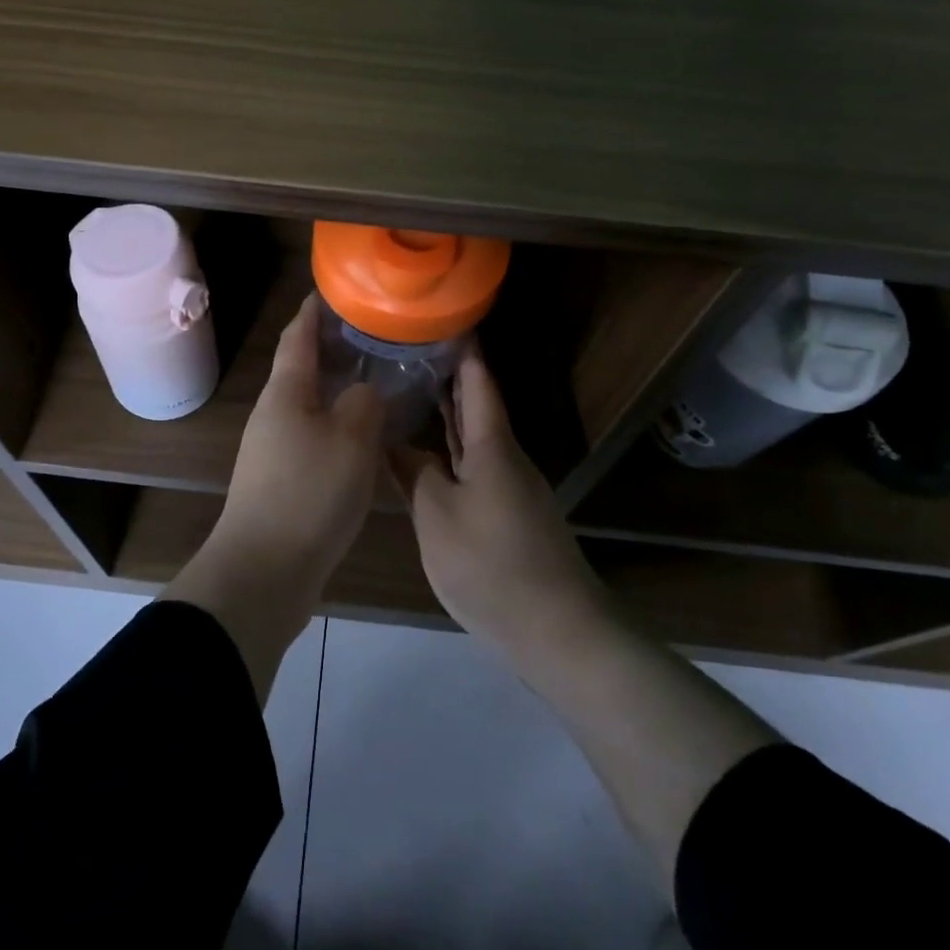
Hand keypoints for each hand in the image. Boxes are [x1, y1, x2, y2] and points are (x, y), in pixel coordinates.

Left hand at [164, 295, 382, 700]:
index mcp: (285, 394)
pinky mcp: (281, 482)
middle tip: (371, 336)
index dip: (313, 311)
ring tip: (375, 381)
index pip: (297, 337)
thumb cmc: (309, 494)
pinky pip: (313, 438)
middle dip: (331, 349)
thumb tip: (362, 392)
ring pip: (309, 406)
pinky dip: (337, 426)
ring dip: (336, 390)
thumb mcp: (351, 440)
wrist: (264, 572)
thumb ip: (362, 404)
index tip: (333, 290)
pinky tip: (363, 437)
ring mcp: (273, 451)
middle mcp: (274, 415)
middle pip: (301, 370)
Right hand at [390, 343, 606, 659]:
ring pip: (476, 441)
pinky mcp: (510, 518)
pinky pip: (476, 469)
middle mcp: (507, 459)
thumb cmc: (491, 562)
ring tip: (415, 395)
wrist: (556, 628)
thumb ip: (413, 473)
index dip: (464, 351)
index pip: (478, 384)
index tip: (446, 320)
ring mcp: (512, 490)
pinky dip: (454, 453)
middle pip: (478, 409)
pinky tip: (433, 460)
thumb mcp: (436, 515)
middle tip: (413, 353)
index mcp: (493, 447)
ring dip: (450, 417)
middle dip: (450, 380)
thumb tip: (393, 442)